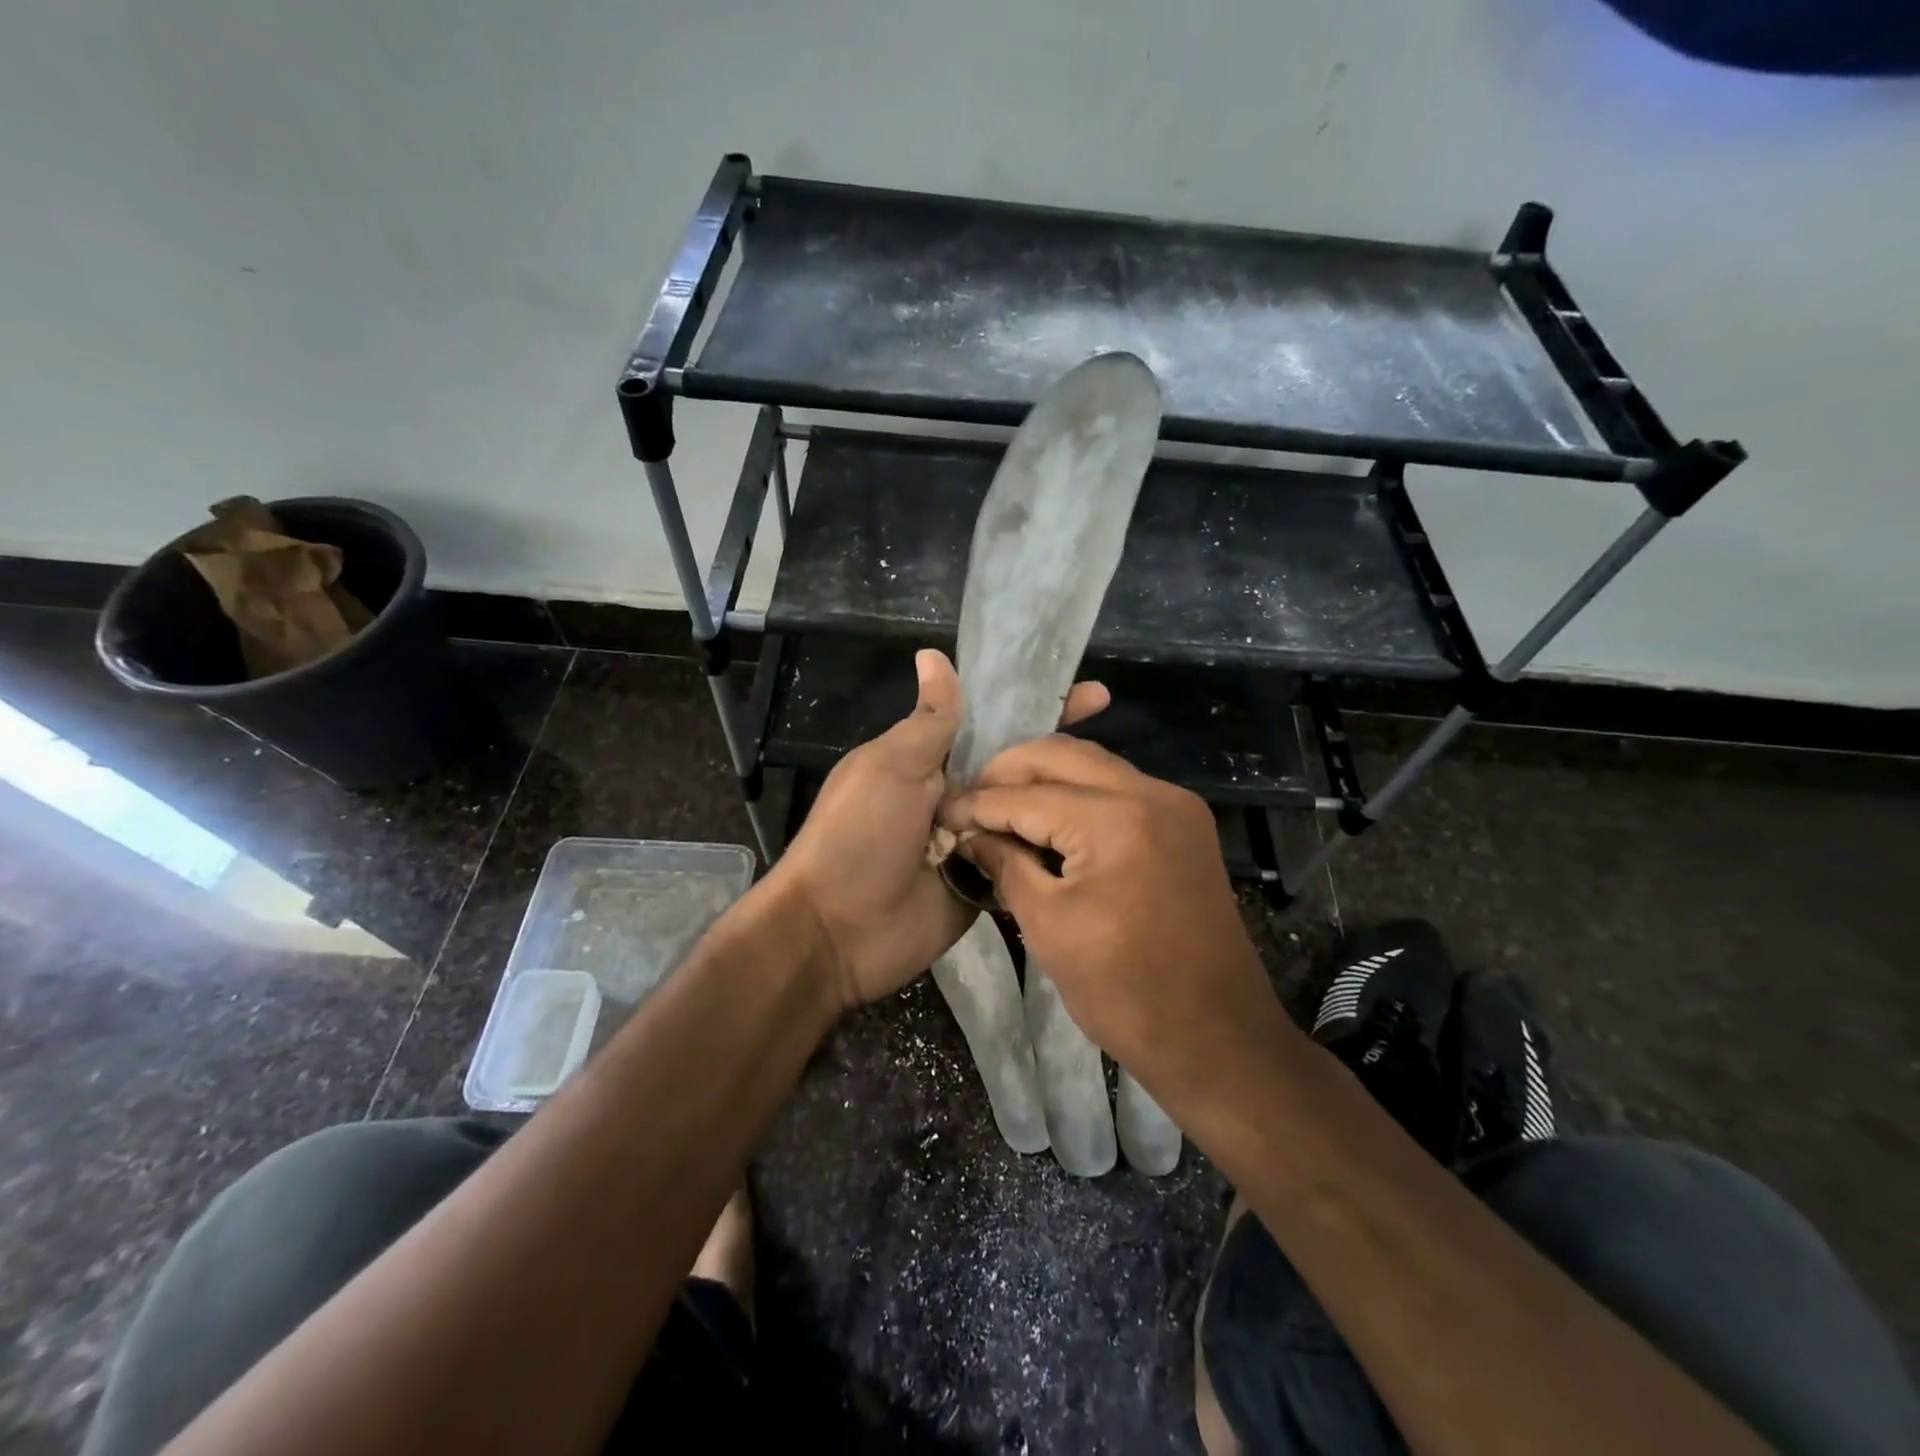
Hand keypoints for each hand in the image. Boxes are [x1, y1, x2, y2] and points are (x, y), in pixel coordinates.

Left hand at [771, 650, 1108, 1011]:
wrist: (837, 931)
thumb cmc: (858, 835)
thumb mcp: (891, 767)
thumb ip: (929, 720)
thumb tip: (934, 654)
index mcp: (931, 760)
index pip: (994, 722)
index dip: (1037, 705)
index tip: (1092, 693)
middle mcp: (958, 796)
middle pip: (1019, 767)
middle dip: (1062, 752)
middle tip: (1114, 748)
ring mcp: (974, 842)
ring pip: (1027, 812)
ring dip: (1063, 801)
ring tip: (1120, 790)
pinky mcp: (986, 883)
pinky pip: (1023, 859)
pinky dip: (1050, 849)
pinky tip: (1101, 837)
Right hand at [935, 736, 1288, 1097]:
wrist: (1216, 1036)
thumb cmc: (1124, 990)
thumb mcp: (1048, 926)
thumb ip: (1005, 864)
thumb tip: (972, 834)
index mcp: (1116, 818)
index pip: (1028, 794)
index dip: (979, 803)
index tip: (942, 811)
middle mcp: (1152, 793)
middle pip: (1064, 755)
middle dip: (1010, 770)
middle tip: (972, 797)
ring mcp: (1176, 805)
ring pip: (1095, 765)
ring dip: (1046, 777)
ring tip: (1003, 804)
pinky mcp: (1186, 824)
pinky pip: (1120, 788)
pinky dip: (1080, 794)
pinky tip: (1049, 817)